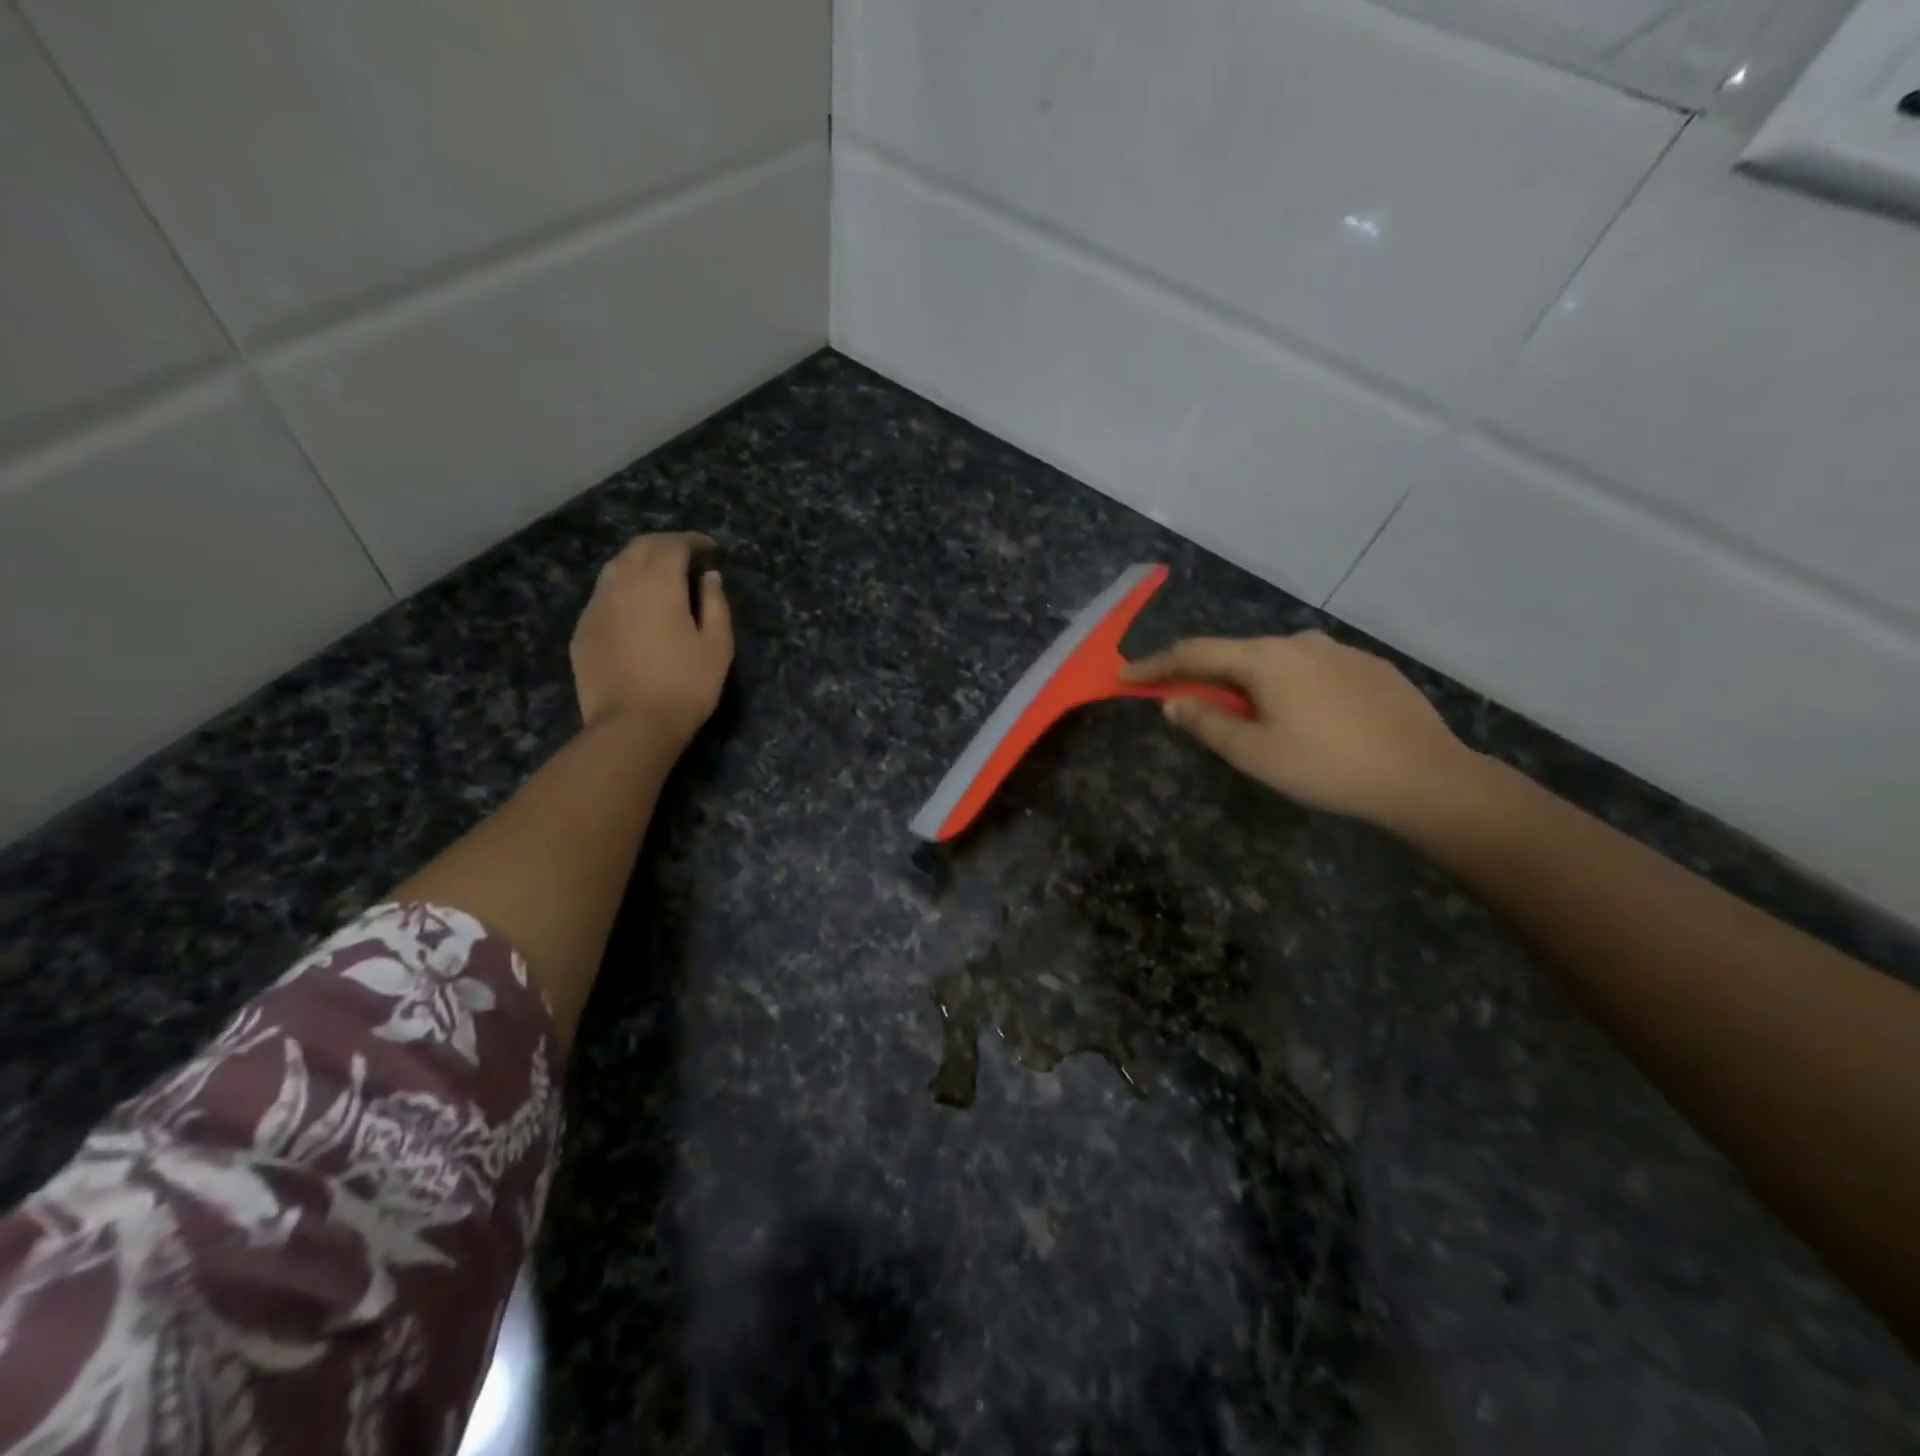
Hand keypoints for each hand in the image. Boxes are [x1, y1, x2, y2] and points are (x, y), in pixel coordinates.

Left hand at [570, 533, 732, 746]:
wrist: (631, 725)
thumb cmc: (685, 685)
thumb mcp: (717, 646)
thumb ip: (716, 604)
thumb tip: (709, 577)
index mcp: (658, 583)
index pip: (672, 544)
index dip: (692, 541)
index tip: (709, 550)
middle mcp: (621, 583)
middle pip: (640, 548)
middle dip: (664, 546)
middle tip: (686, 558)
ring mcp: (596, 606)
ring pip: (616, 567)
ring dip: (640, 563)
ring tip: (660, 579)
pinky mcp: (583, 629)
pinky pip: (603, 594)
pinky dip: (623, 588)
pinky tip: (635, 608)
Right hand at [1123, 632, 1471, 829]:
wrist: (1424, 777)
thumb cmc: (1326, 766)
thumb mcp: (1254, 753)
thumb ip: (1207, 724)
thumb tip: (1174, 702)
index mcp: (1266, 658)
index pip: (1195, 653)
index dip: (1156, 665)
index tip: (1126, 676)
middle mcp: (1301, 642)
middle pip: (1237, 655)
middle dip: (1207, 678)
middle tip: (1189, 706)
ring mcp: (1341, 652)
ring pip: (1278, 663)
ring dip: (1252, 685)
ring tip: (1255, 721)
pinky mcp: (1371, 668)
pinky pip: (1314, 672)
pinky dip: (1292, 688)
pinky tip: (1307, 720)